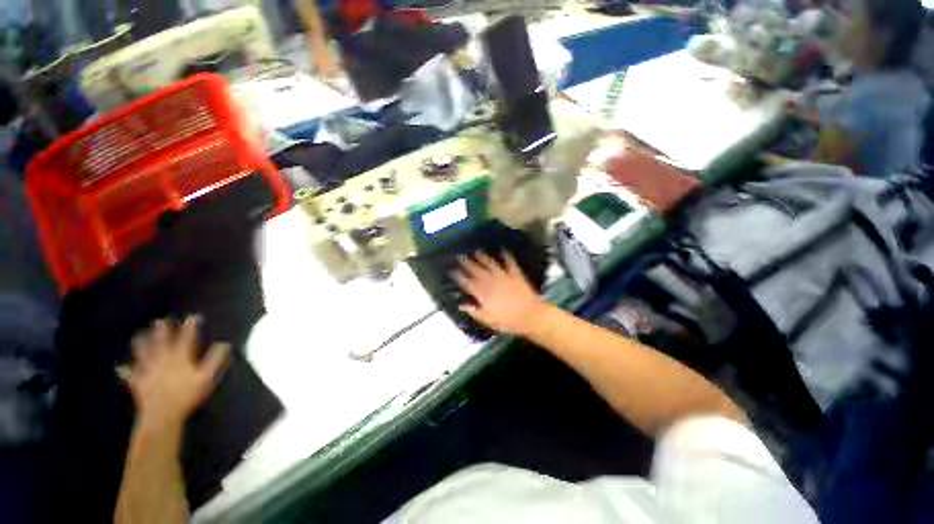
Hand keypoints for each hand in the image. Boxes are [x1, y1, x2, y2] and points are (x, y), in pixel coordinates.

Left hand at [124, 317, 230, 428]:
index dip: (189, 327)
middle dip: (161, 332)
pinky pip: (131, 373)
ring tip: (139, 335)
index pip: (186, 339)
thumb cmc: (187, 395)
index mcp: (179, 359)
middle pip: (161, 343)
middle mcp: (162, 361)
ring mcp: (148, 371)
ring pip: (144, 354)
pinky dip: (126, 370)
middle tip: (159, 321)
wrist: (162, 414)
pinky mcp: (139, 382)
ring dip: (141, 344)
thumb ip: (215, 360)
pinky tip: (121, 367)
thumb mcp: (206, 377)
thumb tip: (224, 344)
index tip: (192, 317)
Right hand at [455, 252, 546, 335]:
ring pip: (491, 264)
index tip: (453, 271)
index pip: (468, 283)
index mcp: (484, 294)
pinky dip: (507, 256)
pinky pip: (510, 263)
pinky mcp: (515, 275)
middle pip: (477, 271)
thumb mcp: (488, 320)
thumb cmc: (508, 321)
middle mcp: (492, 282)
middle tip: (461, 256)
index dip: (459, 277)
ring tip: (477, 251)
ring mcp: (504, 277)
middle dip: (468, 263)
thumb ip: (474, 312)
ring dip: (483, 257)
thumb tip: (462, 306)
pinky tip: (504, 250)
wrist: (530, 316)